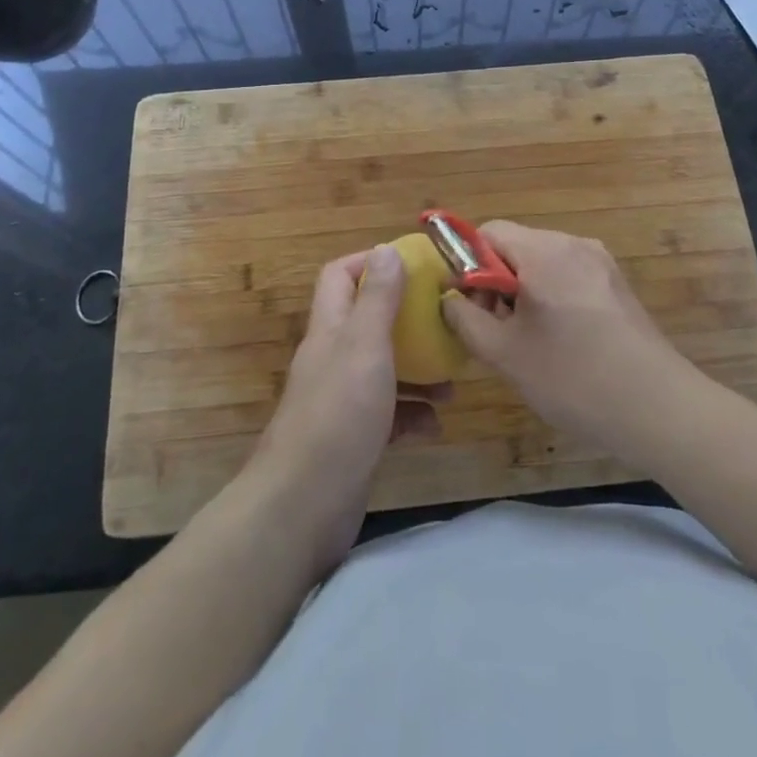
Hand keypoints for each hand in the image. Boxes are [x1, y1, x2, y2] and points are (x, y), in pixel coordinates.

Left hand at [249, 245, 448, 572]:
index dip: (371, 263)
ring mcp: (342, 401)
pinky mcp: (354, 439)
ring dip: (418, 370)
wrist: (303, 507)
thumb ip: (378, 299)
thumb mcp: (365, 347)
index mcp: (330, 330)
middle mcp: (332, 359)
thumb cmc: (338, 415)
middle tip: (445, 321)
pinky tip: (436, 424)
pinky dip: (413, 415)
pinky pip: (389, 416)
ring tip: (452, 380)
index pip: (340, 276)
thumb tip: (387, 248)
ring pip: (384, 370)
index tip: (414, 265)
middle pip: (368, 322)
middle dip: (407, 319)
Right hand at [443, 222, 691, 463]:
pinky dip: (552, 297)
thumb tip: (450, 299)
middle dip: (495, 282)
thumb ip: (466, 319)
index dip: (467, 264)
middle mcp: (573, 244)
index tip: (469, 307)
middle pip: (516, 246)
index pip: (488, 232)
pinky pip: (569, 276)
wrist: (658, 408)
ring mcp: (600, 262)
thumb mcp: (505, 354)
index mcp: (544, 251)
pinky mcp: (617, 284)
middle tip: (496, 331)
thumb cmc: (573, 378)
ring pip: (543, 263)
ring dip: (523, 292)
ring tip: (528, 342)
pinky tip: (561, 342)